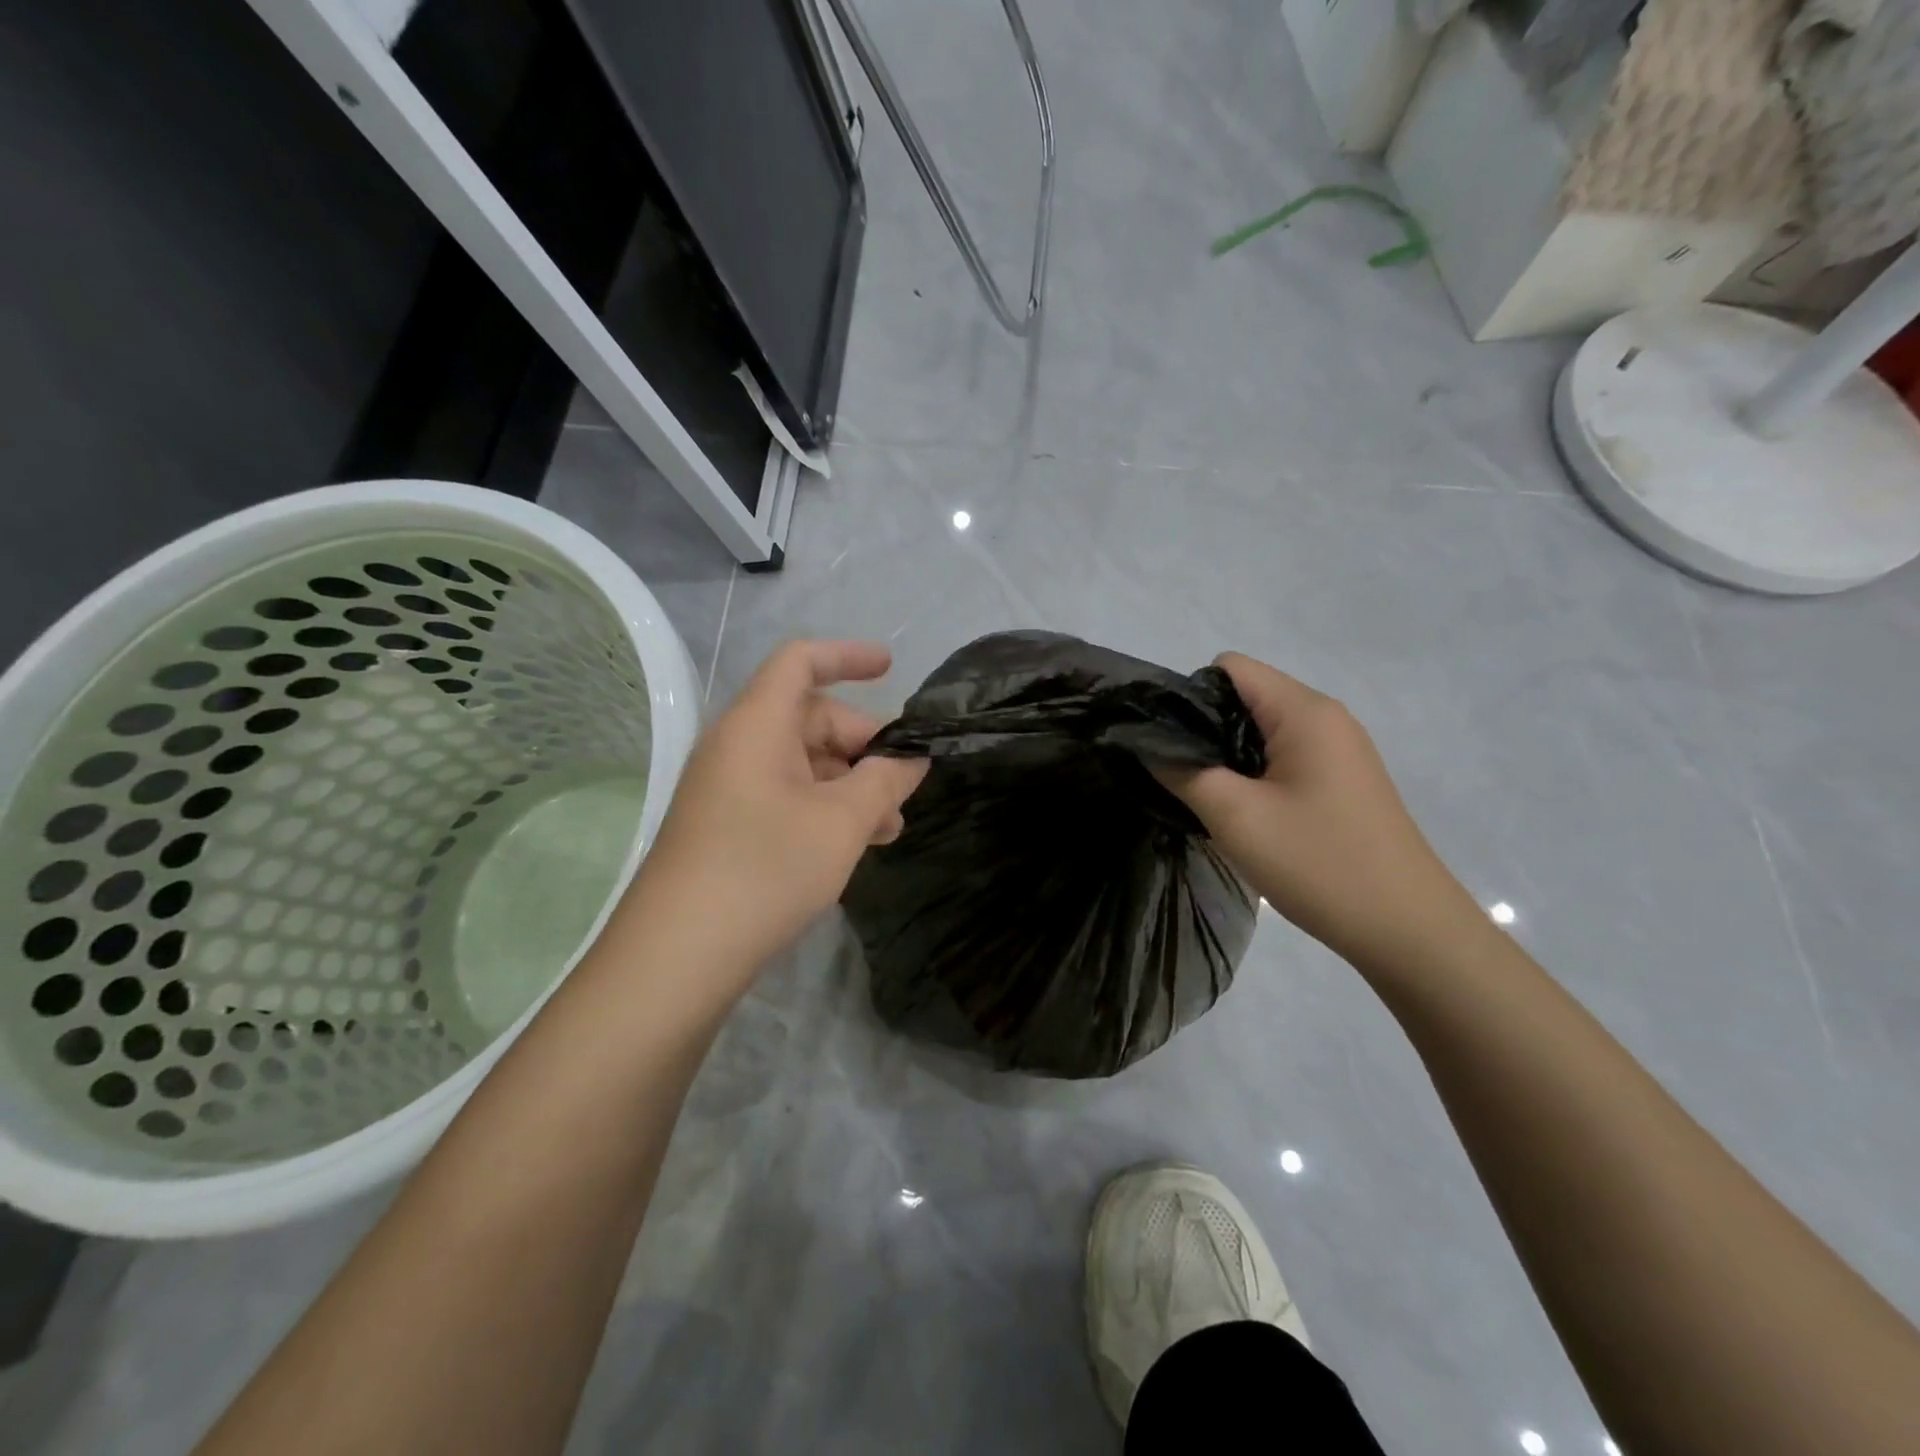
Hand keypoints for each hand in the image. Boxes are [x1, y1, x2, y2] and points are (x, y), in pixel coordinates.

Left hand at [618, 641, 928, 998]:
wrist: (678, 955)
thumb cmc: (765, 868)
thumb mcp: (842, 821)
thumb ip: (885, 779)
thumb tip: (913, 758)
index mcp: (757, 724)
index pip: (801, 662)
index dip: (848, 657)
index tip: (892, 668)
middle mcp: (738, 745)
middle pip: (810, 718)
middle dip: (865, 745)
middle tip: (905, 786)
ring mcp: (729, 788)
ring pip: (803, 765)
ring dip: (851, 785)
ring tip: (890, 828)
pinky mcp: (727, 826)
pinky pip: (786, 796)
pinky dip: (825, 808)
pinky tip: (854, 845)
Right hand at [1160, 653, 1478, 968]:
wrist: (1406, 929)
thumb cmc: (1318, 863)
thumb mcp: (1235, 816)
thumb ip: (1181, 771)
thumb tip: (1145, 742)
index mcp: (1304, 711)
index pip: (1229, 667)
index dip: (1188, 696)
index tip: (1166, 743)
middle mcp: (1325, 717)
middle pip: (1245, 696)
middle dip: (1204, 729)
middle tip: (1179, 777)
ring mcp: (1338, 750)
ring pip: (1261, 731)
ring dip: (1227, 757)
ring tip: (1205, 798)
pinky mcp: (1341, 780)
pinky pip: (1282, 758)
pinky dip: (1253, 775)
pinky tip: (1243, 813)